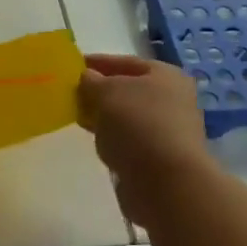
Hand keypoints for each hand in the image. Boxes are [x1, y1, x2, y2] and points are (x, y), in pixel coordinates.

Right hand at [77, 55, 219, 226]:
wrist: (166, 183)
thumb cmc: (138, 124)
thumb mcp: (107, 92)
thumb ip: (92, 81)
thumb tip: (88, 78)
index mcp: (167, 76)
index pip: (127, 62)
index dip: (99, 62)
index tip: (74, 66)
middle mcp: (173, 101)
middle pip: (130, 90)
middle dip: (101, 91)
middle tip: (73, 93)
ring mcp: (168, 132)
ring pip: (129, 117)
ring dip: (106, 117)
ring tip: (80, 117)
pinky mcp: (160, 159)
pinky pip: (130, 141)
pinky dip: (113, 139)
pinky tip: (97, 141)